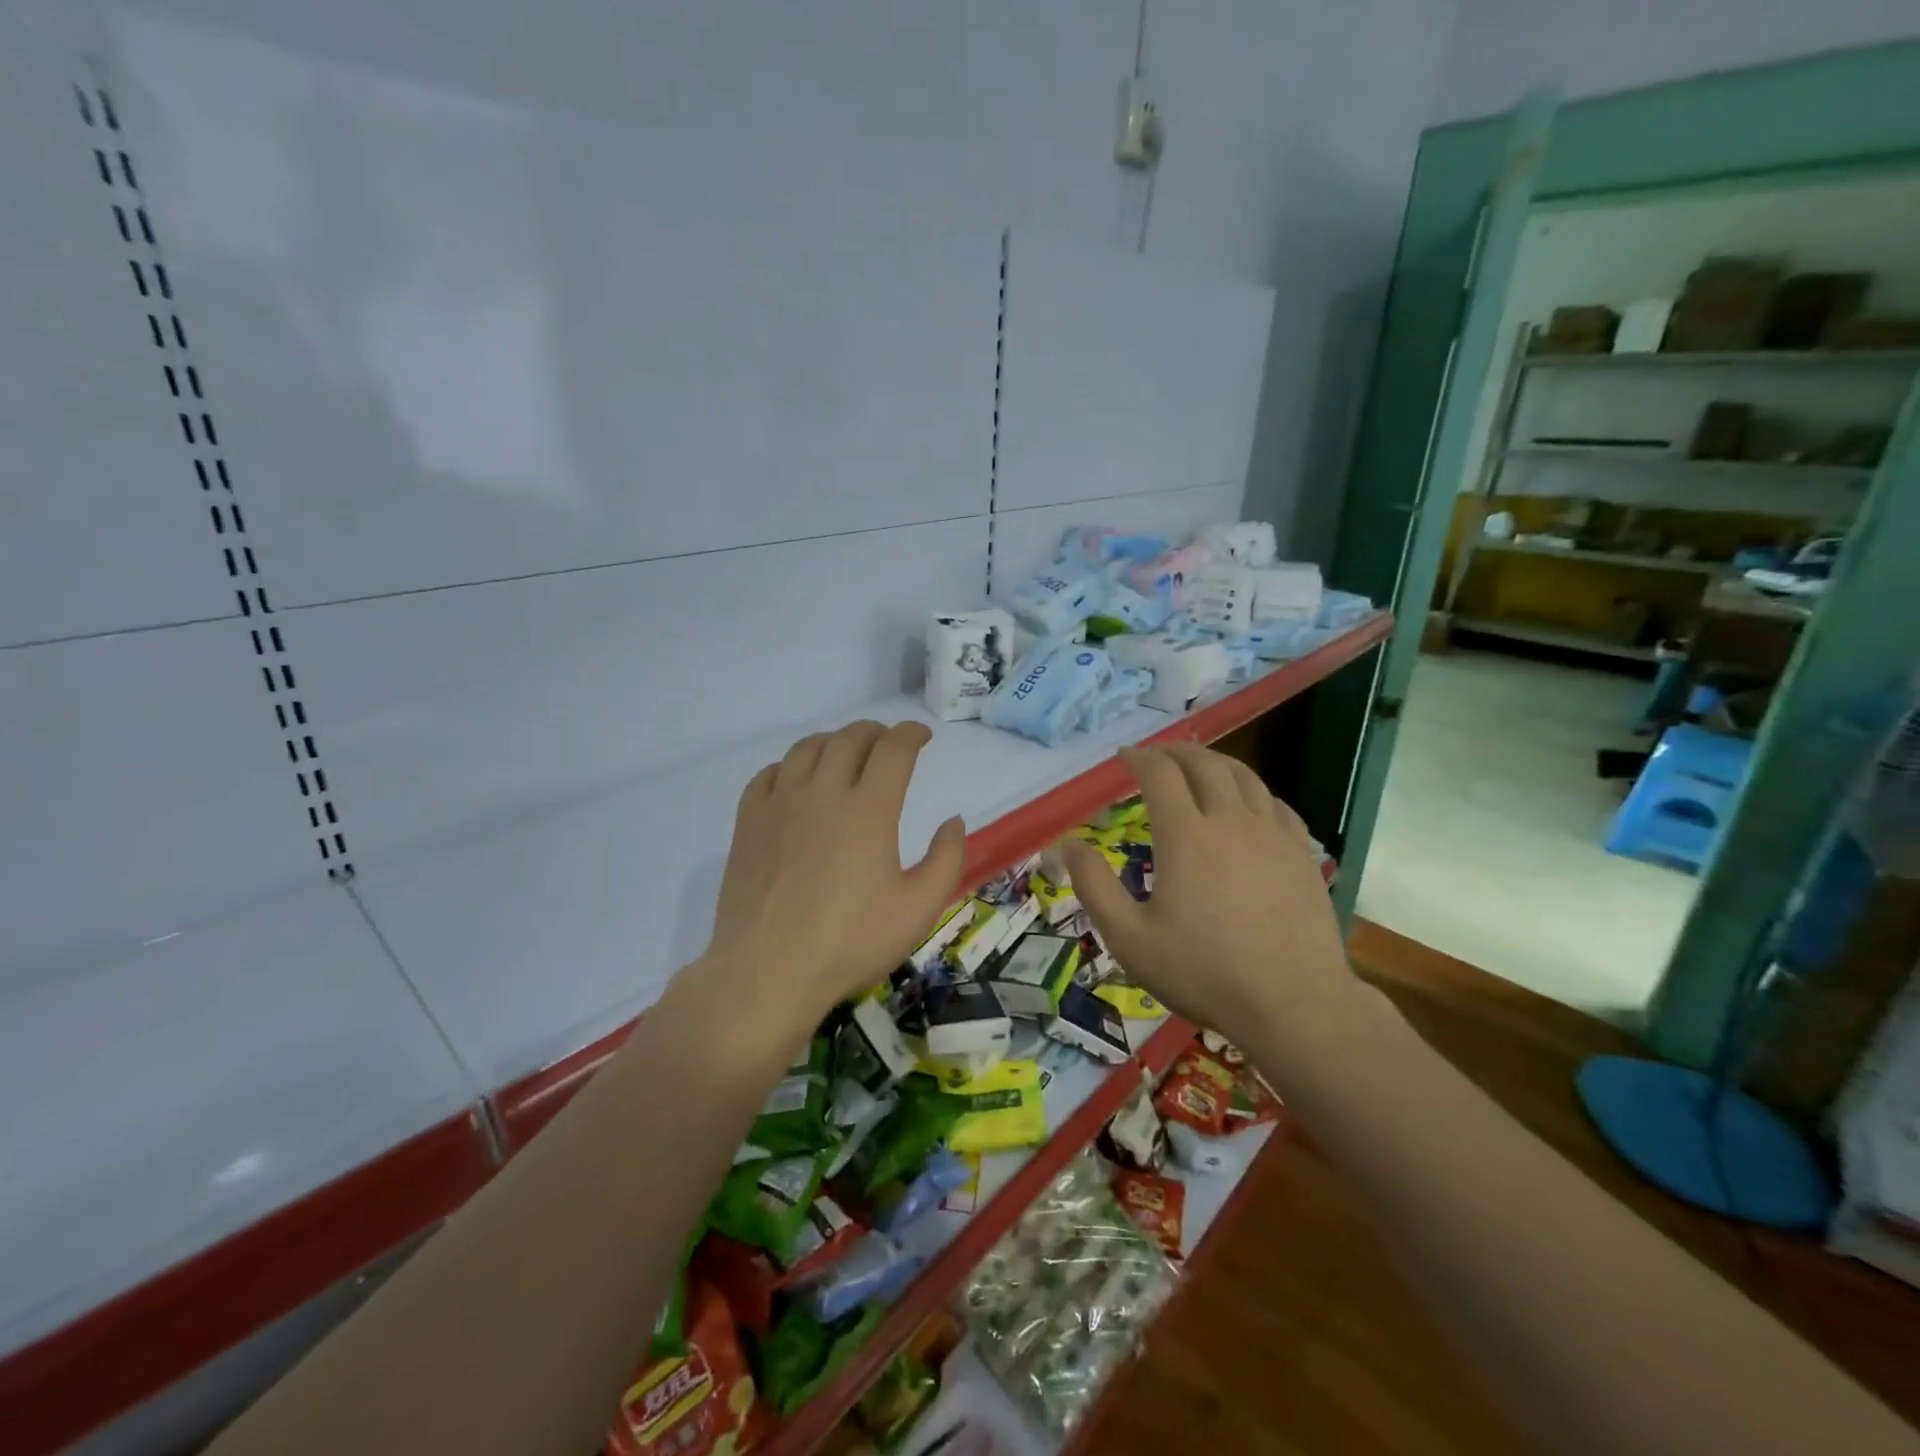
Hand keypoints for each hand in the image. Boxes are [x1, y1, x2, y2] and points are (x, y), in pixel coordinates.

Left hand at [700, 720, 966, 1036]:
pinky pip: (770, 773)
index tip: (923, 737)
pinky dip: (792, 765)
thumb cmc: (850, 943)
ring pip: (808, 747)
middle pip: (850, 738)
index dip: (912, 734)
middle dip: (876, 732)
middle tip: (889, 744)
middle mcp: (822, 793)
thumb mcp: (919, 909)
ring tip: (847, 755)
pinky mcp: (748, 821)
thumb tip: (953, 821)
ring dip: (835, 741)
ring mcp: (779, 804)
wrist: (768, 973)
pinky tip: (799, 781)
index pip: (893, 748)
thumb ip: (946, 859)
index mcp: (868, 809)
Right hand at [1064, 743, 1359, 1050]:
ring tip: (1198, 767)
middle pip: (1203, 763)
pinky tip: (1248, 805)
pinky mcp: (1301, 854)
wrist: (1294, 1005)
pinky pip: (1276, 804)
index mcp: (1185, 836)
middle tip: (1157, 756)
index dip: (1138, 758)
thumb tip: (1068, 844)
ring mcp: (1272, 835)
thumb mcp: (1129, 938)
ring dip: (1215, 762)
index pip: (1159, 773)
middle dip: (1175, 751)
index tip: (1123, 758)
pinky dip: (1253, 792)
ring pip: (1244, 776)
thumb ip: (1094, 886)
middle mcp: (1230, 821)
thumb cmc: (1203, 972)